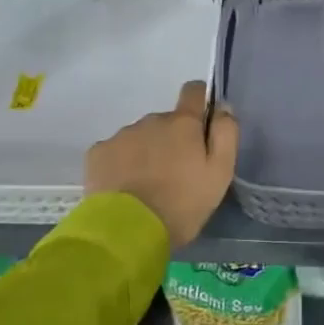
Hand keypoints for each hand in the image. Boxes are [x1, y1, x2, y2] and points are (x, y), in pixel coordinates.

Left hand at [84, 81, 237, 248]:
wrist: (127, 233)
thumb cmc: (181, 204)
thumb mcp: (219, 173)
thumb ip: (225, 134)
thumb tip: (222, 106)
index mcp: (183, 123)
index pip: (194, 91)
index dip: (200, 103)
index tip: (201, 126)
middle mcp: (152, 120)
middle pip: (166, 122)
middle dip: (172, 141)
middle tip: (174, 175)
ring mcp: (122, 135)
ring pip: (140, 137)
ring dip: (146, 153)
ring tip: (146, 187)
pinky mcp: (98, 153)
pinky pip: (115, 151)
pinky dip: (121, 164)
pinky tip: (123, 189)